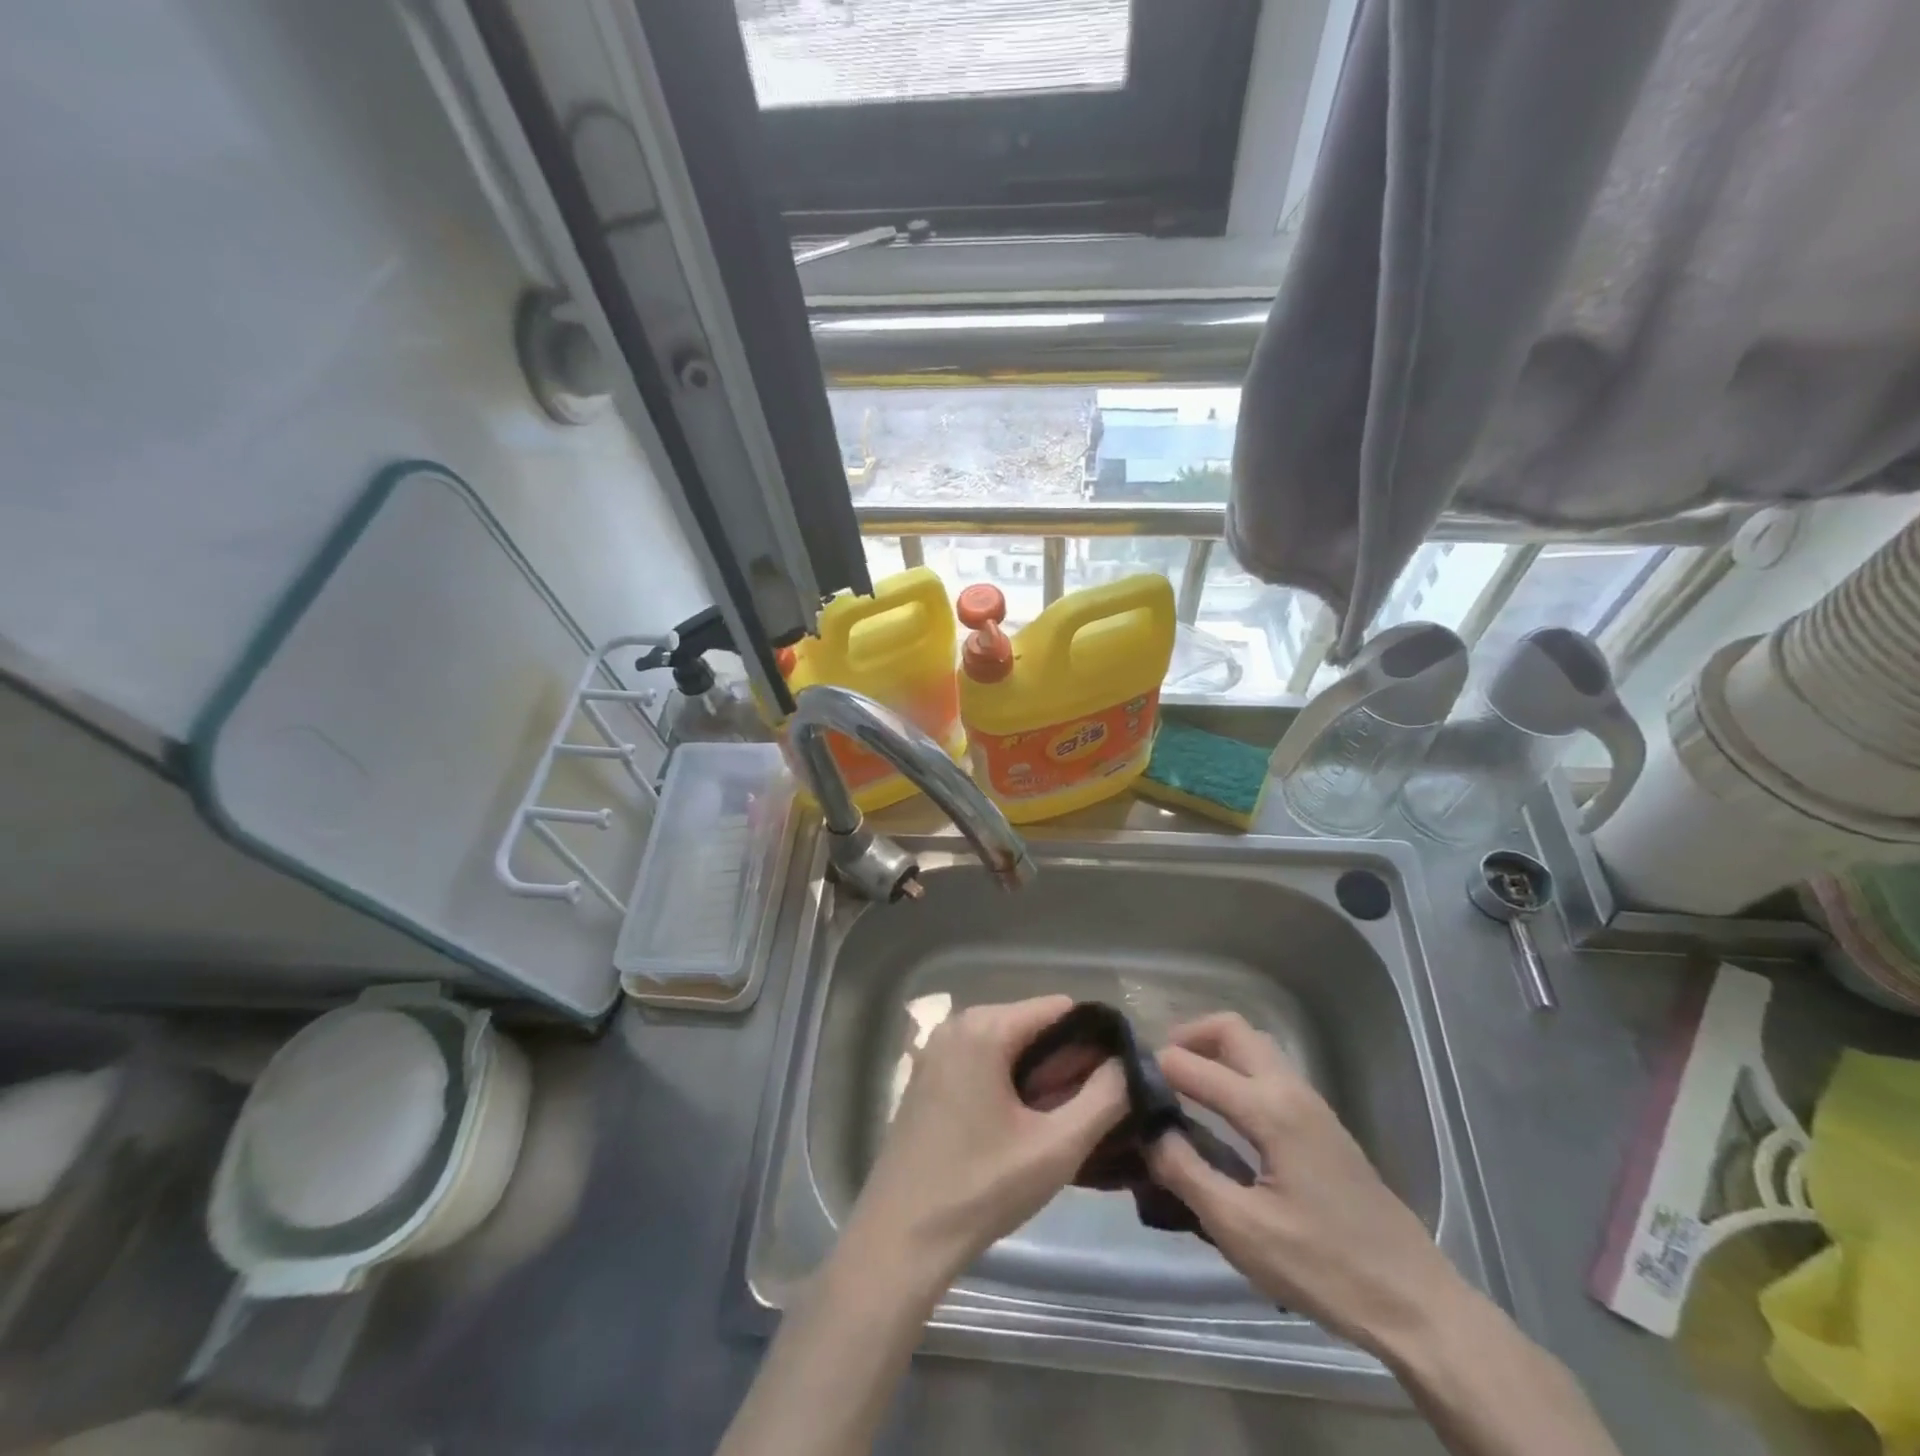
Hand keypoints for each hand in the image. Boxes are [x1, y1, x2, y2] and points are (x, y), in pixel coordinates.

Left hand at [843, 995, 1127, 1292]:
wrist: (900, 1239)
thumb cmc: (981, 1190)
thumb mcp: (1057, 1148)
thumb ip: (1104, 1099)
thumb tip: (1128, 1063)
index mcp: (985, 1027)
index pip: (1059, 1008)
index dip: (1094, 1041)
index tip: (1114, 1083)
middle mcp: (957, 1024)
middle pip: (1032, 1024)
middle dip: (1065, 1062)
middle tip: (1084, 1115)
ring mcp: (937, 1048)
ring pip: (1009, 1045)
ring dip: (1038, 1076)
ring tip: (1054, 1126)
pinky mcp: (928, 1075)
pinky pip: (983, 1060)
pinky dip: (1008, 1082)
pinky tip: (1018, 1128)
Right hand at [1144, 1012, 1467, 1353]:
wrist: (1416, 1303)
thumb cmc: (1325, 1267)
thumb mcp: (1242, 1231)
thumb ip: (1187, 1174)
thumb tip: (1149, 1132)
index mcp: (1270, 1109)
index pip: (1196, 1067)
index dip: (1156, 1068)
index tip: (1124, 1080)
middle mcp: (1291, 1090)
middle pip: (1233, 1030)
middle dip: (1189, 1035)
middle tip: (1156, 1068)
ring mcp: (1312, 1104)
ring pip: (1255, 1046)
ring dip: (1215, 1049)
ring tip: (1182, 1084)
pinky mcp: (1322, 1124)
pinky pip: (1269, 1071)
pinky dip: (1236, 1069)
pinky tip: (1222, 1111)